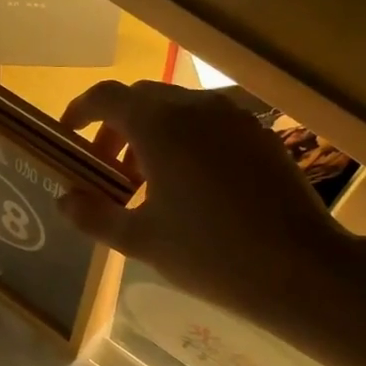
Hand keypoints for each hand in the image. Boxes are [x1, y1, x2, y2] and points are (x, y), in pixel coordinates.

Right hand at [58, 81, 344, 314]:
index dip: (80, 111)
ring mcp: (234, 118)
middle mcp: (196, 107)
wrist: (301, 268)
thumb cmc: (209, 253)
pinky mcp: (261, 135)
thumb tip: (64, 200)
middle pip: (141, 100)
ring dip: (151, 135)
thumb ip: (93, 216)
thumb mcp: (140, 240)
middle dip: (116, 129)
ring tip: (149, 184)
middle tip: (108, 172)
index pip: (106, 97)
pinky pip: (209, 124)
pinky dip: (186, 141)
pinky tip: (192, 187)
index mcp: (159, 125)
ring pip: (178, 110)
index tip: (68, 136)